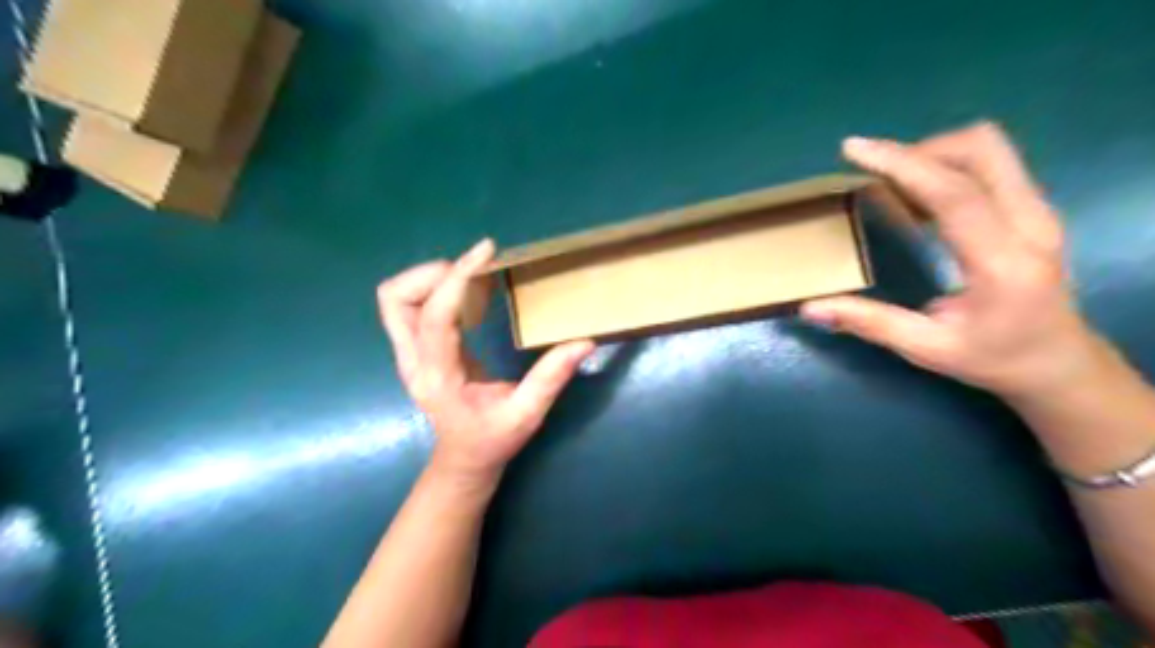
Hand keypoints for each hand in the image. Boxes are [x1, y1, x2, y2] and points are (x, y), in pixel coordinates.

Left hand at [379, 240, 594, 486]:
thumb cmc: (492, 441)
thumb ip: (551, 378)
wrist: (463, 460)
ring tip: (470, 280)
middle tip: (475, 271)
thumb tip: (584, 342)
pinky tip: (466, 296)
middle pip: (395, 299)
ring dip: (428, 278)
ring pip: (395, 299)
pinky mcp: (415, 349)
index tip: (486, 252)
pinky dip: (432, 289)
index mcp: (439, 377)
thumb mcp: (526, 415)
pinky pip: (409, 307)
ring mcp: (408, 354)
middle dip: (432, 274)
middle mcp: (413, 361)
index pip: (435, 317)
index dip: (457, 279)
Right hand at [801, 120, 1103, 400]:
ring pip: (988, 151)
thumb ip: (868, 323)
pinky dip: (947, 167)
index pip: (954, 194)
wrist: (1059, 362)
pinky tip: (919, 198)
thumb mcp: (925, 348)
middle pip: (981, 150)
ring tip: (893, 186)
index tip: (854, 149)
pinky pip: (990, 166)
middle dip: (919, 151)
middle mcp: (1030, 224)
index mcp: (1002, 262)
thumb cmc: (993, 358)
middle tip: (875, 174)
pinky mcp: (1033, 208)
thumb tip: (809, 308)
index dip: (902, 164)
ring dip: (933, 155)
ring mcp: (1038, 211)